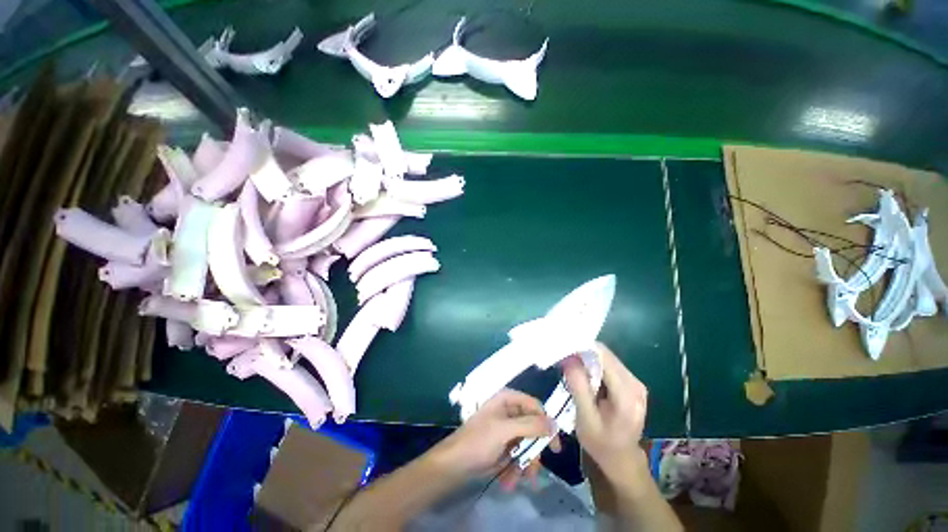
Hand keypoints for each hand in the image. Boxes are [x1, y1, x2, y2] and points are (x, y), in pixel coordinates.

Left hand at [431, 389, 559, 489]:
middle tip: (534, 470)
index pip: (535, 406)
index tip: (555, 447)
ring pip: (527, 445)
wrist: (454, 465)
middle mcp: (509, 412)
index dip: (546, 424)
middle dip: (533, 451)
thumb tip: (555, 423)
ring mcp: (506, 430)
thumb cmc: (477, 441)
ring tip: (518, 480)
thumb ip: (530, 425)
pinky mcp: (504, 446)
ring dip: (525, 464)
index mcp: (507, 400)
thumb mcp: (504, 431)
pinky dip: (516, 469)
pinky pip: (519, 455)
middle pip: (533, 428)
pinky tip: (508, 481)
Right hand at [563, 342, 649, 485]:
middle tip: (564, 358)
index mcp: (626, 396)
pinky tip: (584, 374)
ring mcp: (636, 383)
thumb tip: (569, 357)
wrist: (621, 459)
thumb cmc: (600, 443)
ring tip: (571, 365)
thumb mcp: (585, 418)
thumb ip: (578, 386)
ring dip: (588, 358)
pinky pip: (610, 365)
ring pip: (607, 358)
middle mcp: (635, 384)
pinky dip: (594, 364)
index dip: (583, 348)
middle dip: (583, 352)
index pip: (604, 357)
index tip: (563, 348)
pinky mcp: (632, 383)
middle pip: (606, 355)